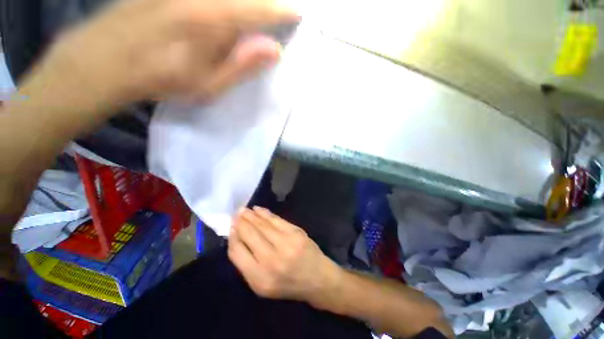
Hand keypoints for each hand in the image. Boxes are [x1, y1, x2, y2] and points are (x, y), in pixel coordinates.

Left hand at [18, 0, 298, 113]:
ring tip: (254, 12)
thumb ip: (243, 65)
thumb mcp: (210, 84)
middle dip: (265, 1)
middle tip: (277, 11)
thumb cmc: (163, 79)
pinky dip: (227, 3)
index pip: (259, 10)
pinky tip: (226, 14)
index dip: (282, 12)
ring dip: (246, 1)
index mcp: (213, 21)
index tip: (297, 14)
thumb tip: (275, 50)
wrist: (106, 60)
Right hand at [228, 207, 342, 308]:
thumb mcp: (263, 286)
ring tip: (243, 210)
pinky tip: (258, 210)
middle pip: (249, 235)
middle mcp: (271, 260)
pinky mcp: (296, 232)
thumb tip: (237, 239)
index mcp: (259, 278)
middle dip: (240, 222)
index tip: (231, 228)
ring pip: (262, 225)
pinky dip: (265, 213)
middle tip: (236, 214)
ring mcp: (285, 243)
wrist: (317, 278)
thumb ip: (248, 265)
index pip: (237, 252)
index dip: (233, 237)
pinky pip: (276, 220)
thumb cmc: (288, 285)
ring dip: (251, 216)